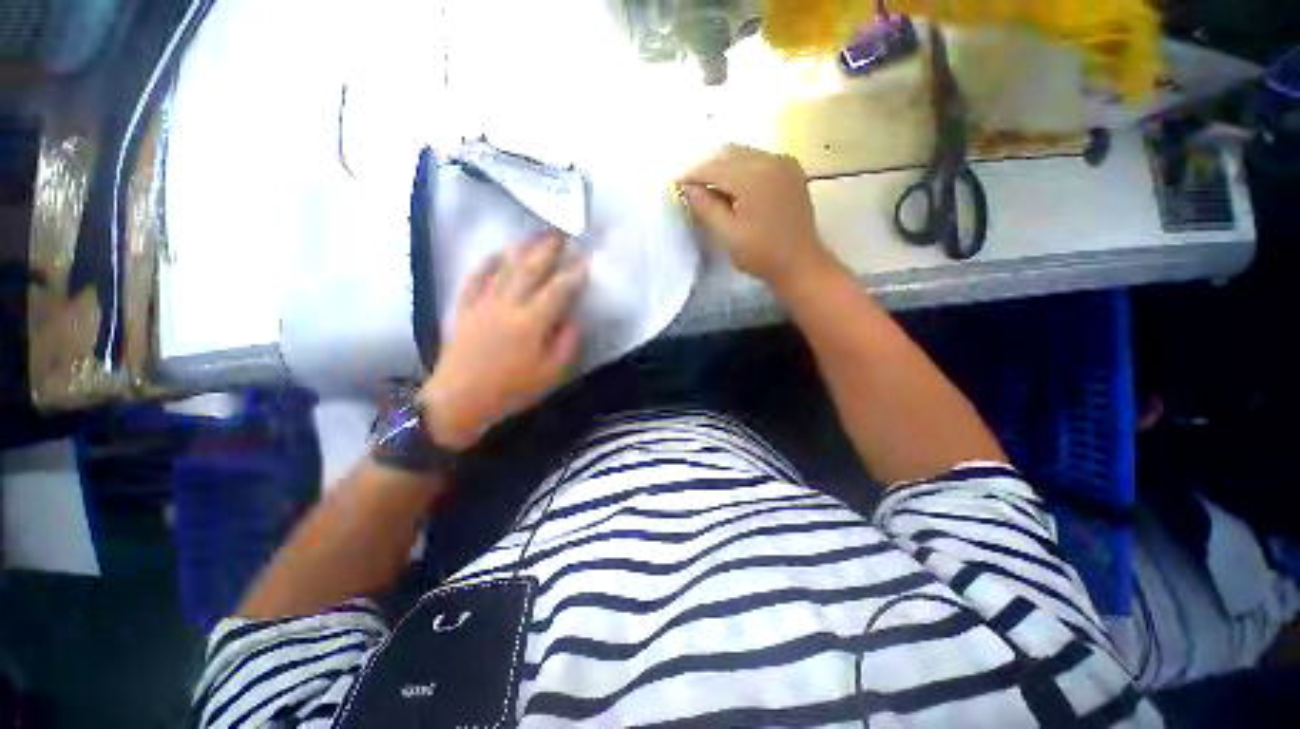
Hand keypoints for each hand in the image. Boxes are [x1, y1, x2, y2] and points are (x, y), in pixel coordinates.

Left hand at [419, 232, 587, 449]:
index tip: (588, 259)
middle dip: (549, 250)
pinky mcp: (466, 307)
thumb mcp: (551, 374)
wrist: (459, 400)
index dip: (575, 273)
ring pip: (505, 267)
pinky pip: (476, 277)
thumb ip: (567, 343)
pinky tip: (497, 252)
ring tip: (536, 234)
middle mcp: (507, 305)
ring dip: (522, 248)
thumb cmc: (511, 390)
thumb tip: (574, 318)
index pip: (559, 290)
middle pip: (531, 269)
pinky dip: (487, 262)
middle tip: (563, 234)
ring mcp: (483, 303)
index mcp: (531, 322)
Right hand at [678, 145, 834, 291]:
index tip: (677, 184)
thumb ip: (705, 207)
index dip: (693, 175)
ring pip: (744, 154)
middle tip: (693, 187)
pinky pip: (759, 159)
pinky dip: (742, 168)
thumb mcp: (727, 234)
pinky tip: (735, 187)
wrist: (800, 263)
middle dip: (708, 167)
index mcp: (754, 178)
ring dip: (724, 167)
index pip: (715, 168)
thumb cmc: (761, 254)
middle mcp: (770, 161)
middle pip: (729, 154)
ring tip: (711, 188)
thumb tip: (686, 187)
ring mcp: (784, 163)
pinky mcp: (792, 170)